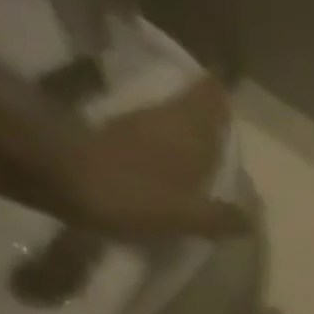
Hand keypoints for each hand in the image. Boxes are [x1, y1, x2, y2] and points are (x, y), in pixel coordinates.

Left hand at [51, 78, 250, 241]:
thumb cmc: (132, 195)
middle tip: (223, 138)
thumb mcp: (185, 216)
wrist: (62, 178)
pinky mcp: (118, 132)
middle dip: (209, 116)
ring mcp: (140, 121)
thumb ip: (220, 217)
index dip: (224, 93)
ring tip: (202, 157)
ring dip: (189, 131)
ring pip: (174, 117)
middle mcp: (167, 116)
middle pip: (194, 104)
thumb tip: (250, 219)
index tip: (234, 102)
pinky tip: (172, 167)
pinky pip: (156, 132)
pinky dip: (168, 144)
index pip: (212, 94)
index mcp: (189, 129)